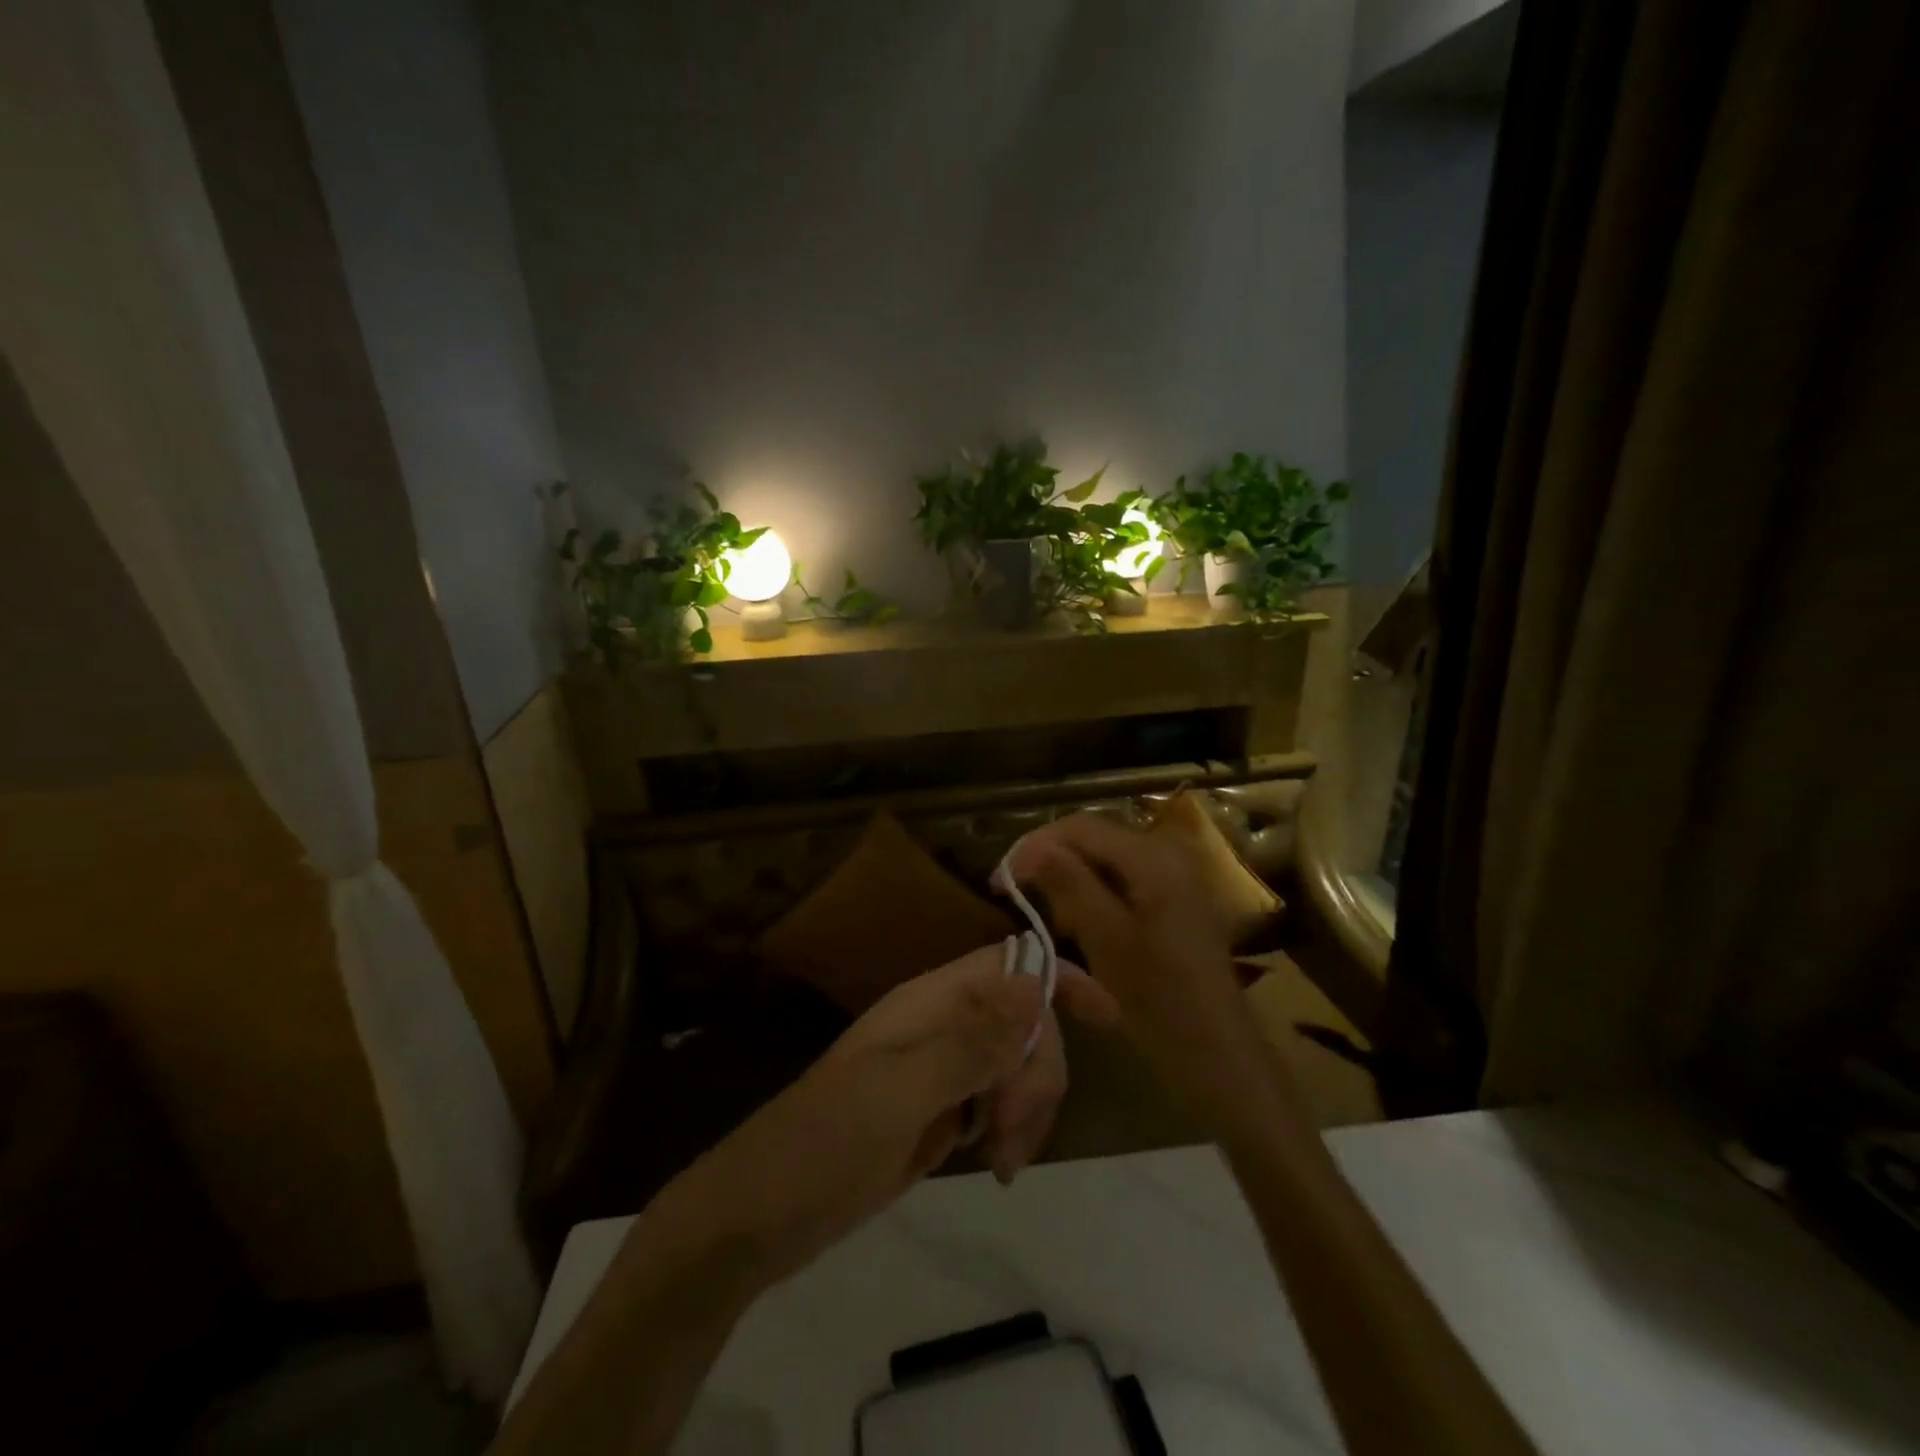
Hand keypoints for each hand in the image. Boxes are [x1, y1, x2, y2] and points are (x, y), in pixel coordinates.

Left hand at [669, 942, 1117, 1290]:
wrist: (760, 1216)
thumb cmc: (822, 1144)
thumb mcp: (897, 1093)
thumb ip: (969, 1041)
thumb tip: (1035, 984)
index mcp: (929, 1003)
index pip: (1008, 965)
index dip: (1058, 980)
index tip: (1109, 1016)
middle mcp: (940, 1026)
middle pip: (1023, 1023)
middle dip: (1037, 1073)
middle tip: (1012, 1134)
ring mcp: (940, 1070)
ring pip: (1015, 1065)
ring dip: (1027, 1108)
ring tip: (1003, 1162)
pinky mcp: (939, 1111)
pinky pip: (997, 1102)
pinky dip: (1010, 1129)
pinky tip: (996, 1164)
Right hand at [1007, 813, 1299, 1130]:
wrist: (1217, 1048)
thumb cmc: (1158, 997)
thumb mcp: (1104, 938)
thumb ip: (1068, 884)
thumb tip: (1028, 848)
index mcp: (1153, 856)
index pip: (1080, 827)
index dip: (1035, 845)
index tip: (1000, 877)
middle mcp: (1168, 850)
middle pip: (1094, 836)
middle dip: (1051, 859)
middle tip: (1015, 892)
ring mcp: (1176, 871)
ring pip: (1106, 856)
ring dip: (1071, 875)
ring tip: (1044, 908)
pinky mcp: (1176, 894)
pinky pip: (1123, 875)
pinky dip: (1094, 889)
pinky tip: (1078, 919)